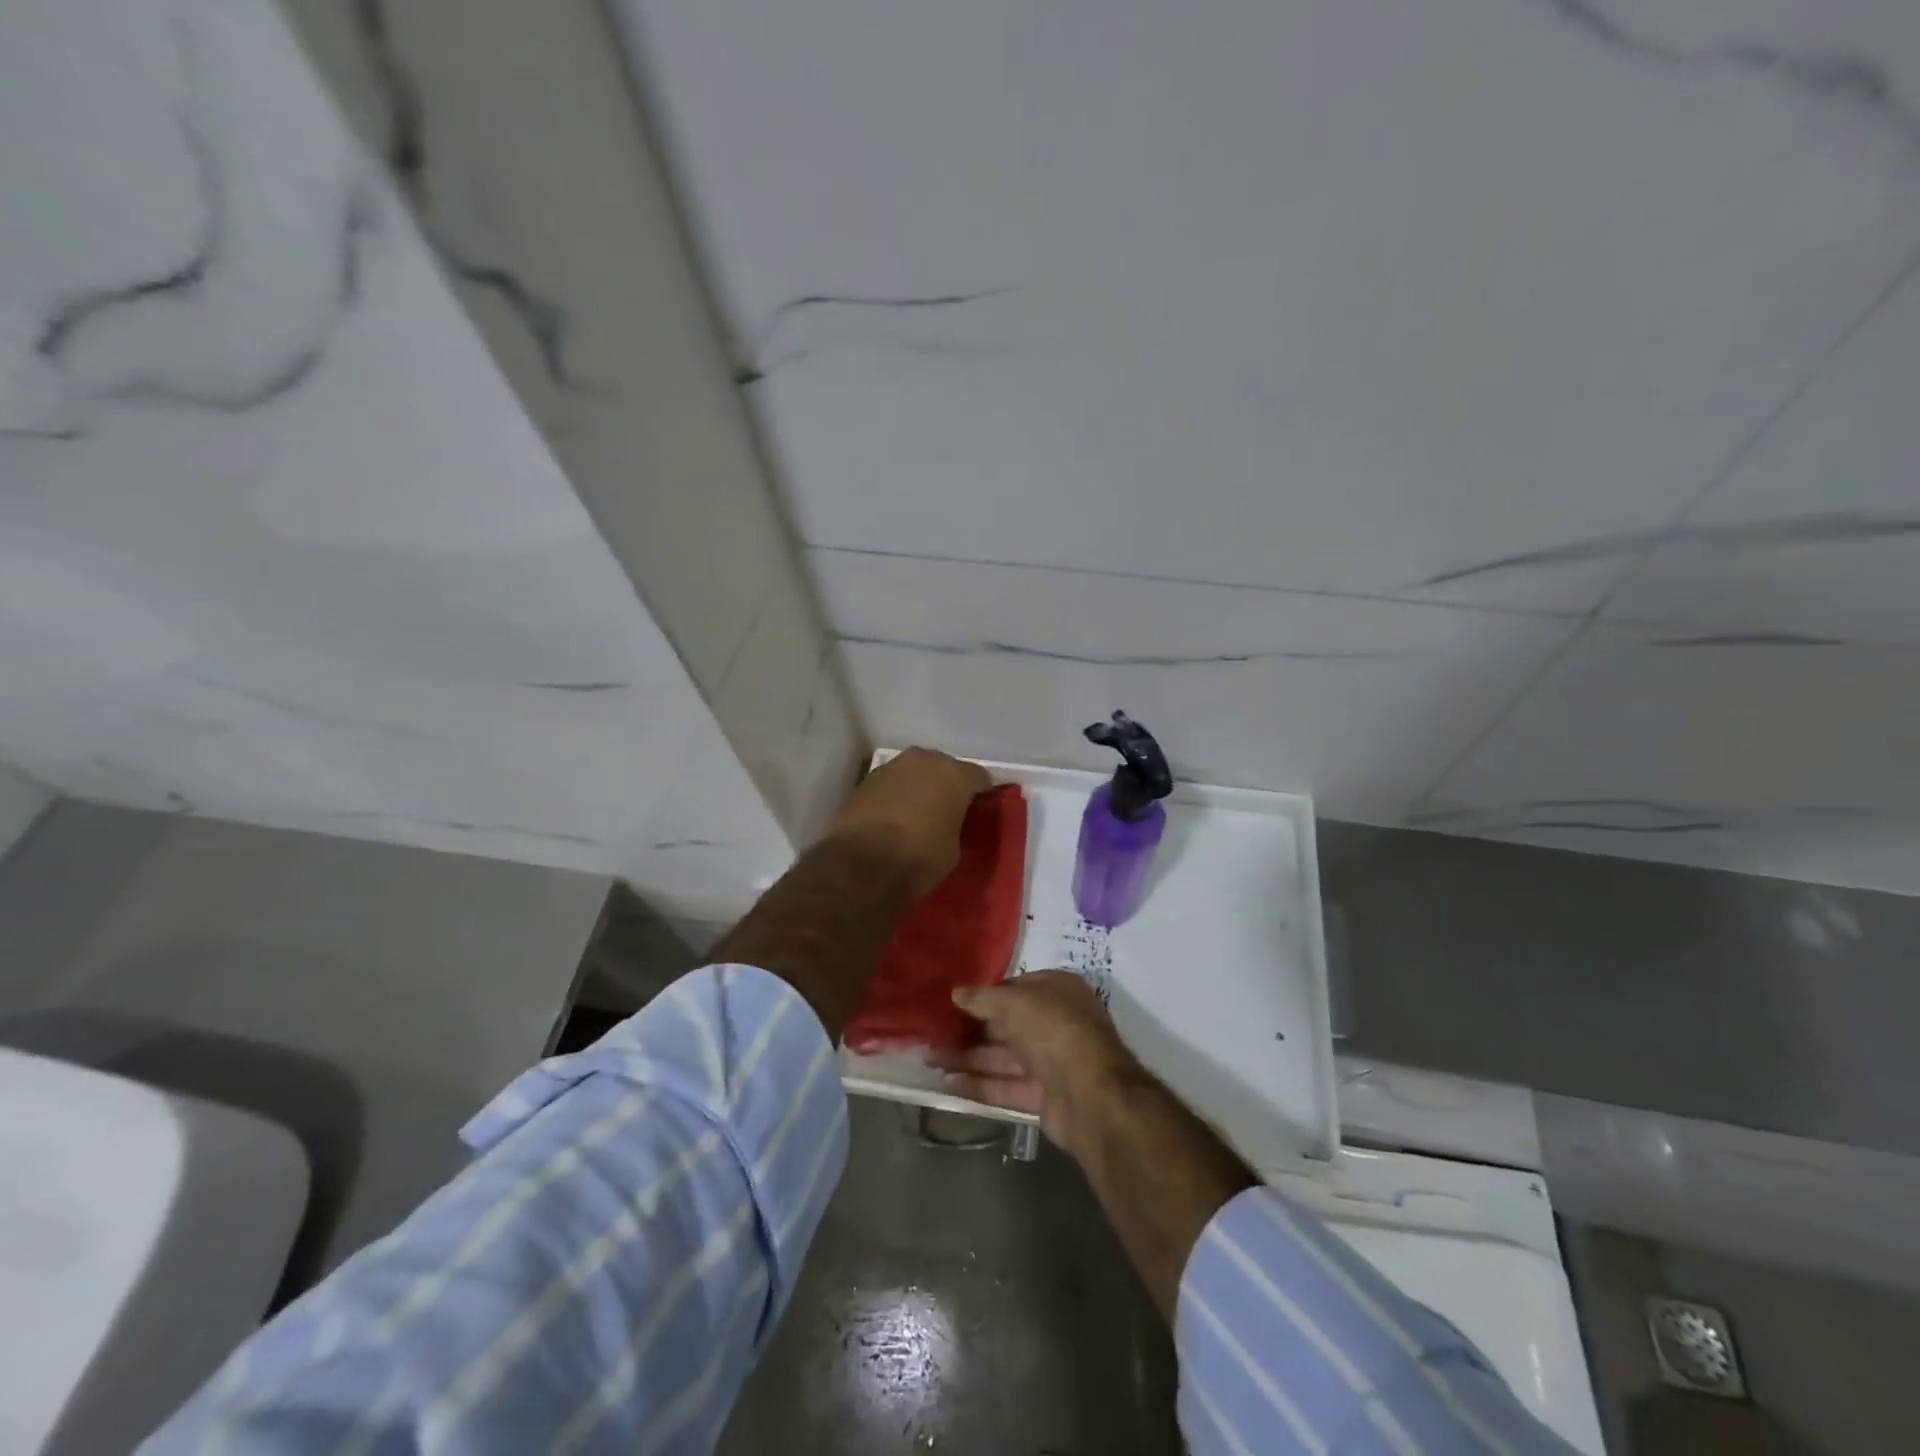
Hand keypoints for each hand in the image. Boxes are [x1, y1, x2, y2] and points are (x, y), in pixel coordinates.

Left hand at [826, 748, 991, 897]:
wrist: (861, 863)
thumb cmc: (919, 857)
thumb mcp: (953, 849)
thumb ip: (955, 825)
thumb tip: (947, 823)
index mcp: (954, 774)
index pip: (979, 777)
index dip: (981, 794)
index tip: (980, 810)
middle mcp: (923, 760)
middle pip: (943, 768)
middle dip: (947, 785)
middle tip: (948, 810)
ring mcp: (891, 767)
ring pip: (914, 773)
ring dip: (918, 788)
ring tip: (917, 814)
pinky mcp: (865, 781)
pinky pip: (891, 785)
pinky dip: (895, 796)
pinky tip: (893, 818)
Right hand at [933, 971, 1141, 1159]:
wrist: (1092, 1095)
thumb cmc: (1055, 1030)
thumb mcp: (1016, 1002)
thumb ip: (984, 997)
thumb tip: (957, 992)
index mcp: (1058, 991)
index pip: (1016, 988)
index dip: (986, 994)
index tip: (954, 1000)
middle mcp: (1056, 1023)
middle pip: (1007, 1024)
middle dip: (971, 1030)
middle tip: (933, 1033)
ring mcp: (1052, 1061)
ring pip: (1003, 1057)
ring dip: (968, 1058)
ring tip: (930, 1060)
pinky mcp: (1044, 1096)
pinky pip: (1006, 1086)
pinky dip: (979, 1084)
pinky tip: (948, 1084)